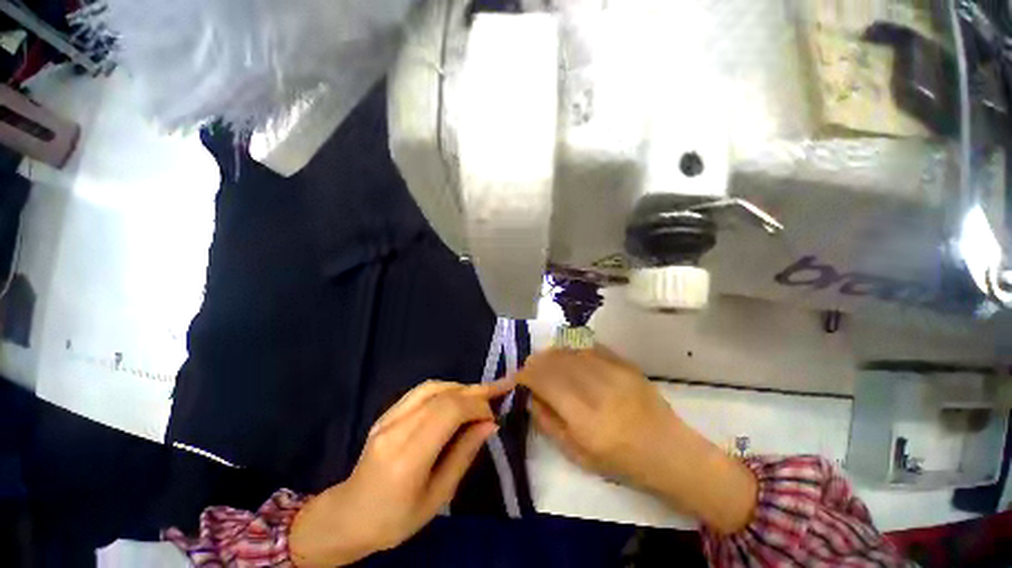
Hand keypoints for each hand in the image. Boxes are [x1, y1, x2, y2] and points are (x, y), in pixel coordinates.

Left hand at [290, 378, 514, 566]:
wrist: (349, 515)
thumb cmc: (396, 519)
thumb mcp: (438, 497)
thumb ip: (464, 454)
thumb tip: (490, 424)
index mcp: (408, 457)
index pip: (449, 412)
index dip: (477, 405)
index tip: (493, 416)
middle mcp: (396, 428)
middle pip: (443, 395)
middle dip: (475, 391)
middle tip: (499, 391)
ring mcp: (387, 417)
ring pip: (432, 387)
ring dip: (461, 387)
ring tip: (481, 395)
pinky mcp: (386, 412)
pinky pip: (421, 391)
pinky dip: (446, 389)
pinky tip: (457, 397)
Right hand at [518, 346, 682, 488]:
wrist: (668, 450)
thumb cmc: (621, 461)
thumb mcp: (577, 454)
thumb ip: (548, 423)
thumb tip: (530, 397)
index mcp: (584, 417)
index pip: (543, 380)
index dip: (524, 375)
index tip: (517, 378)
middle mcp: (597, 387)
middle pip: (554, 360)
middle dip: (535, 362)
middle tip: (530, 370)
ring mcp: (613, 371)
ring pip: (570, 349)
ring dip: (552, 354)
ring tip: (547, 362)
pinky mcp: (624, 363)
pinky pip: (589, 346)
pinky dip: (573, 349)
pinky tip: (570, 357)